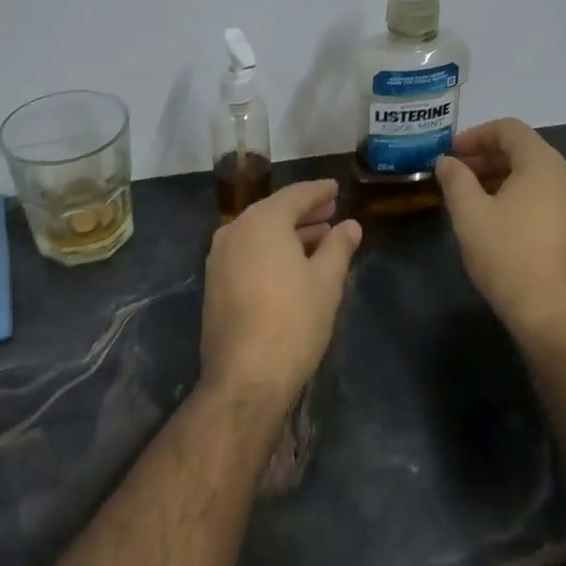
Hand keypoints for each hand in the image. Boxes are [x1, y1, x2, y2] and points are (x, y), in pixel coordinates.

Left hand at [199, 180, 360, 412]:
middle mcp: (235, 230)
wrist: (245, 377)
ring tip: (319, 238)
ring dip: (288, 233)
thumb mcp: (327, 281)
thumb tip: (350, 225)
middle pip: (274, 212)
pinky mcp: (214, 283)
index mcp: (262, 221)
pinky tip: (292, 264)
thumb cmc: (293, 321)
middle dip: (304, 212)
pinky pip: (247, 252)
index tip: (335, 188)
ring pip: (259, 233)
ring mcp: (219, 257)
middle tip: (331, 211)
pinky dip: (270, 250)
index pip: (295, 195)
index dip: (319, 192)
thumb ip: (339, 246)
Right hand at [435, 119, 565, 337]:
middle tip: (455, 174)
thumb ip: (455, 179)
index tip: (450, 153)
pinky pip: (546, 197)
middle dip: (486, 157)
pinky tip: (497, 220)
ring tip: (471, 197)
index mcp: (544, 164)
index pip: (509, 129)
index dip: (476, 135)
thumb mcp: (470, 214)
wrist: (553, 314)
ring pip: (535, 176)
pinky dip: (519, 196)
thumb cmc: (508, 255)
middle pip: (524, 150)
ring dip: (501, 177)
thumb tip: (447, 161)